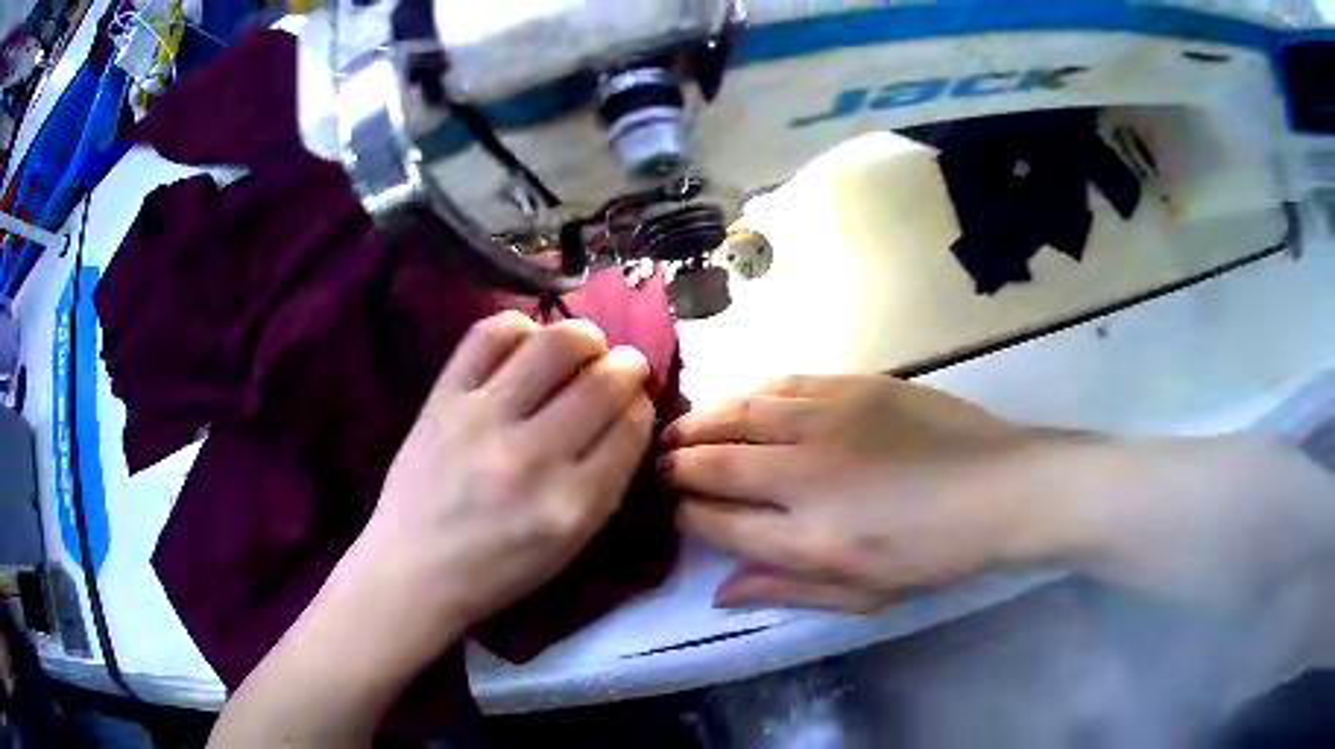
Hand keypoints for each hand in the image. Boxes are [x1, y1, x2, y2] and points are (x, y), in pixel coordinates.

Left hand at [356, 311, 654, 645]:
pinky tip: (528, 340)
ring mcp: (483, 420)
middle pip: (602, 383)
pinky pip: (489, 335)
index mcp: (573, 504)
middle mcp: (533, 457)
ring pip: (555, 344)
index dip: (642, 405)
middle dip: (627, 365)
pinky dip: (520, 325)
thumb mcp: (572, 544)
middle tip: (623, 365)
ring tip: (583, 345)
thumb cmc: (499, 568)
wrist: (415, 569)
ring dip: (584, 336)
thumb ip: (607, 481)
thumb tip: (627, 412)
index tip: (635, 401)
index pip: (631, 427)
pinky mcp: (443, 398)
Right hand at [662, 374, 1045, 612]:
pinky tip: (737, 400)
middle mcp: (805, 476)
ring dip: (700, 422)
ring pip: (740, 414)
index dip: (686, 515)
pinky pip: (782, 383)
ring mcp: (827, 423)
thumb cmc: (934, 554)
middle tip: (658, 464)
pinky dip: (749, 393)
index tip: (674, 511)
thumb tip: (721, 593)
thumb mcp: (864, 594)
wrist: (999, 488)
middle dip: (676, 465)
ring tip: (677, 429)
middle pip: (716, 464)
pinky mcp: (852, 386)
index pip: (719, 523)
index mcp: (808, 539)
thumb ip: (788, 591)